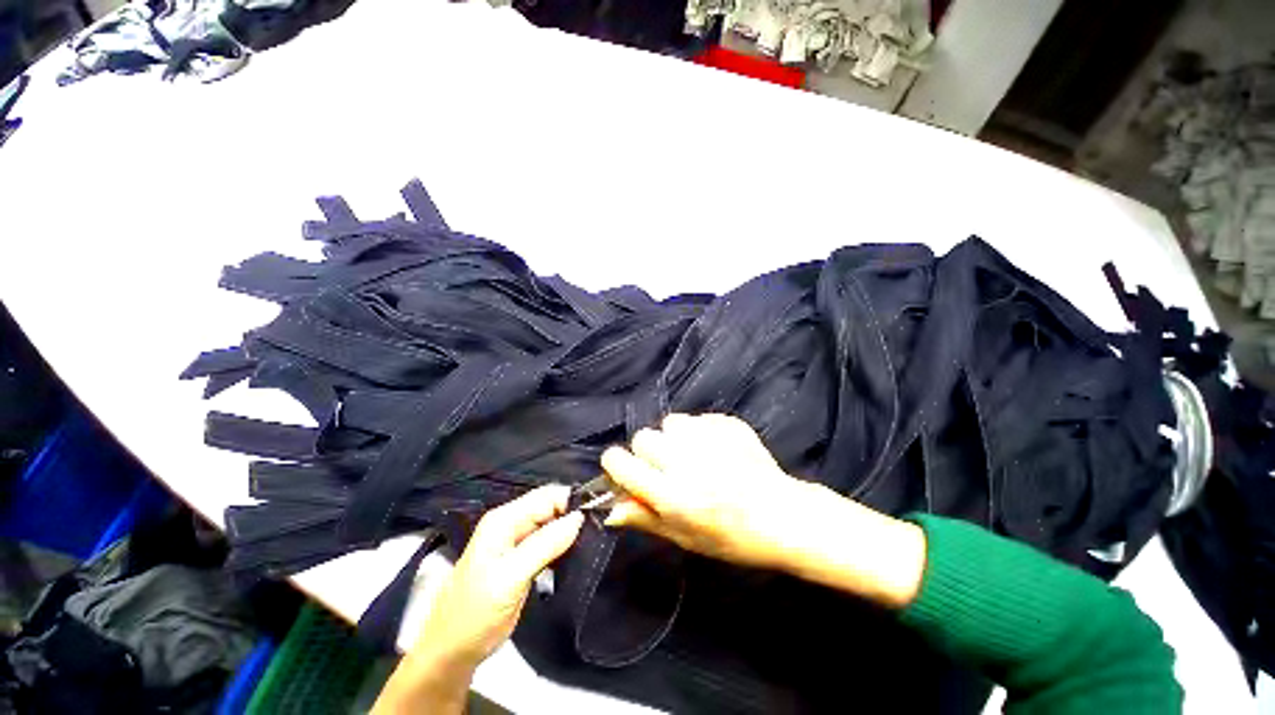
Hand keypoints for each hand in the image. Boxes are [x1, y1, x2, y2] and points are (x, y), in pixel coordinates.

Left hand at [374, 485, 583, 714]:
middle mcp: (512, 523)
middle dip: (573, 515)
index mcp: (504, 519)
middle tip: (597, 531)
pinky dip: (564, 545)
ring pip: (552, 524)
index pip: (547, 496)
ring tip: (592, 541)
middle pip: (551, 507)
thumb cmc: (476, 612)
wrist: (453, 651)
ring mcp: (517, 541)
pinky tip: (577, 553)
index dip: (571, 501)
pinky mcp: (524, 558)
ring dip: (571, 531)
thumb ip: (545, 545)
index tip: (597, 515)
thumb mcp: (510, 577)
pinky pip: (549, 541)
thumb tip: (579, 517)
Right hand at [602, 413, 924, 608]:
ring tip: (693, 456)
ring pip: (670, 422)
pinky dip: (699, 432)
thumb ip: (644, 518)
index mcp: (672, 495)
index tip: (623, 468)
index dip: (616, 464)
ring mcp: (710, 439)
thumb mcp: (684, 538)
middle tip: (666, 467)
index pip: (621, 463)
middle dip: (647, 451)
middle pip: (642, 437)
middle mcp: (686, 462)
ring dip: (673, 438)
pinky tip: (716, 450)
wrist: (783, 517)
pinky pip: (698, 419)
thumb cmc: (731, 538)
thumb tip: (609, 510)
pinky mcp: (728, 425)